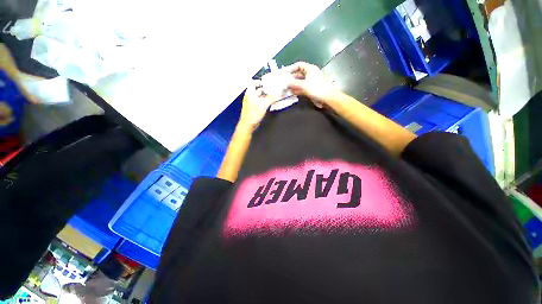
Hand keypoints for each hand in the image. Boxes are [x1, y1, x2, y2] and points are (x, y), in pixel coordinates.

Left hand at [238, 80, 275, 130]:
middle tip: (273, 88)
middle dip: (265, 88)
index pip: (253, 82)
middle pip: (257, 89)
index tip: (267, 81)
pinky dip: (264, 101)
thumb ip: (271, 98)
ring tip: (273, 95)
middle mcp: (250, 96)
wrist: (248, 125)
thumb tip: (277, 93)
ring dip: (265, 95)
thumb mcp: (263, 105)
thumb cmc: (253, 114)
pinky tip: (270, 102)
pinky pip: (259, 101)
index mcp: (250, 93)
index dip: (260, 81)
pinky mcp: (253, 108)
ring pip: (259, 96)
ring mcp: (251, 102)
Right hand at [285, 62, 337, 107]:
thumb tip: (286, 84)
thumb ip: (294, 84)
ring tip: (285, 88)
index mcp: (310, 69)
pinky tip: (291, 93)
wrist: (327, 97)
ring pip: (299, 82)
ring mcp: (310, 82)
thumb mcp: (304, 85)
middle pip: (298, 74)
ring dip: (293, 85)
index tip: (284, 73)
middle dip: (291, 78)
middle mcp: (310, 74)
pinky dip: (296, 90)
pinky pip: (301, 88)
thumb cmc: (316, 88)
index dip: (291, 68)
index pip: (298, 65)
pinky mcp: (311, 89)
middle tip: (283, 82)